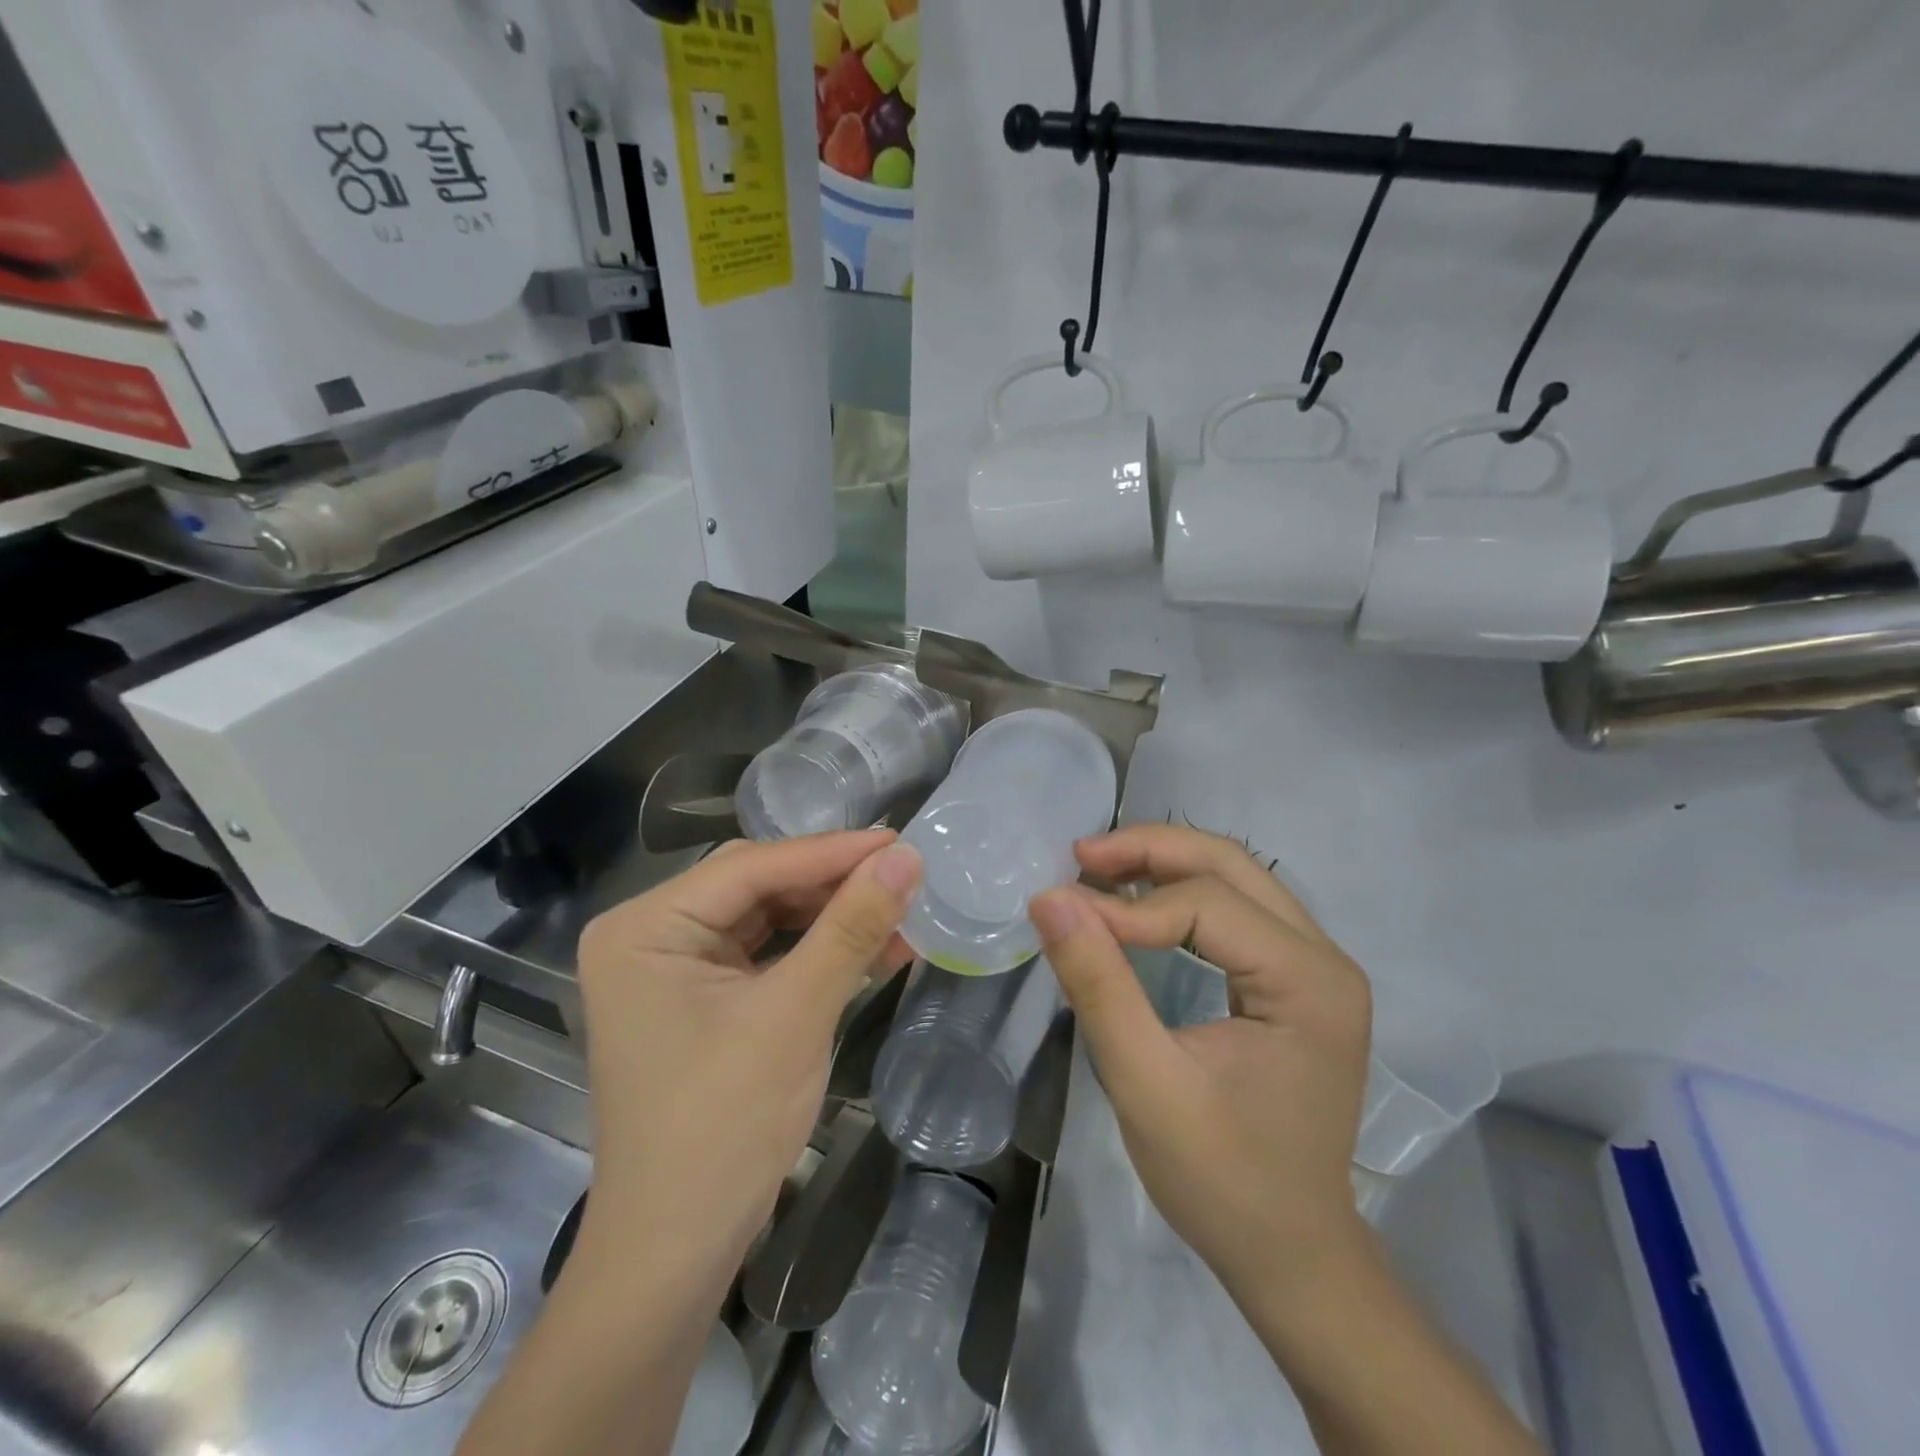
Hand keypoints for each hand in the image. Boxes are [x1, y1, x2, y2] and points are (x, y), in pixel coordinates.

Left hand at [574, 830, 921, 1281]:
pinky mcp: (702, 1002)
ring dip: (833, 917)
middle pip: (757, 887)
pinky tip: (876, 948)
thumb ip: (851, 927)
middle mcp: (651, 937)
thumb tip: (907, 858)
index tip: (900, 841)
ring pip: (768, 919)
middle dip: (832, 884)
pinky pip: (768, 957)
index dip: (831, 852)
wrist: (677, 1252)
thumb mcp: (795, 1014)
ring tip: (899, 908)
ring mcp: (674, 971)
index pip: (751, 867)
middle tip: (902, 873)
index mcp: (645, 927)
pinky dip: (819, 953)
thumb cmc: (723, 1125)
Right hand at [1028, 824, 1371, 1296]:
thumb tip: (1049, 898)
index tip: (1062, 917)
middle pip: (1231, 865)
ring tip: (1097, 871)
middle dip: (1150, 850)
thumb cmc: (1223, 1181)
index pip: (1207, 904)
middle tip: (1079, 857)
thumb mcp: (1146, 1085)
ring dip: (1163, 864)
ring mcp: (1316, 966)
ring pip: (1235, 877)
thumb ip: (1099, 985)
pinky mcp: (1296, 979)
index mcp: (1309, 982)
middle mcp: (1325, 957)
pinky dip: (1180, 895)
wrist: (1292, 1255)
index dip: (1128, 907)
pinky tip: (1135, 905)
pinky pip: (1235, 909)